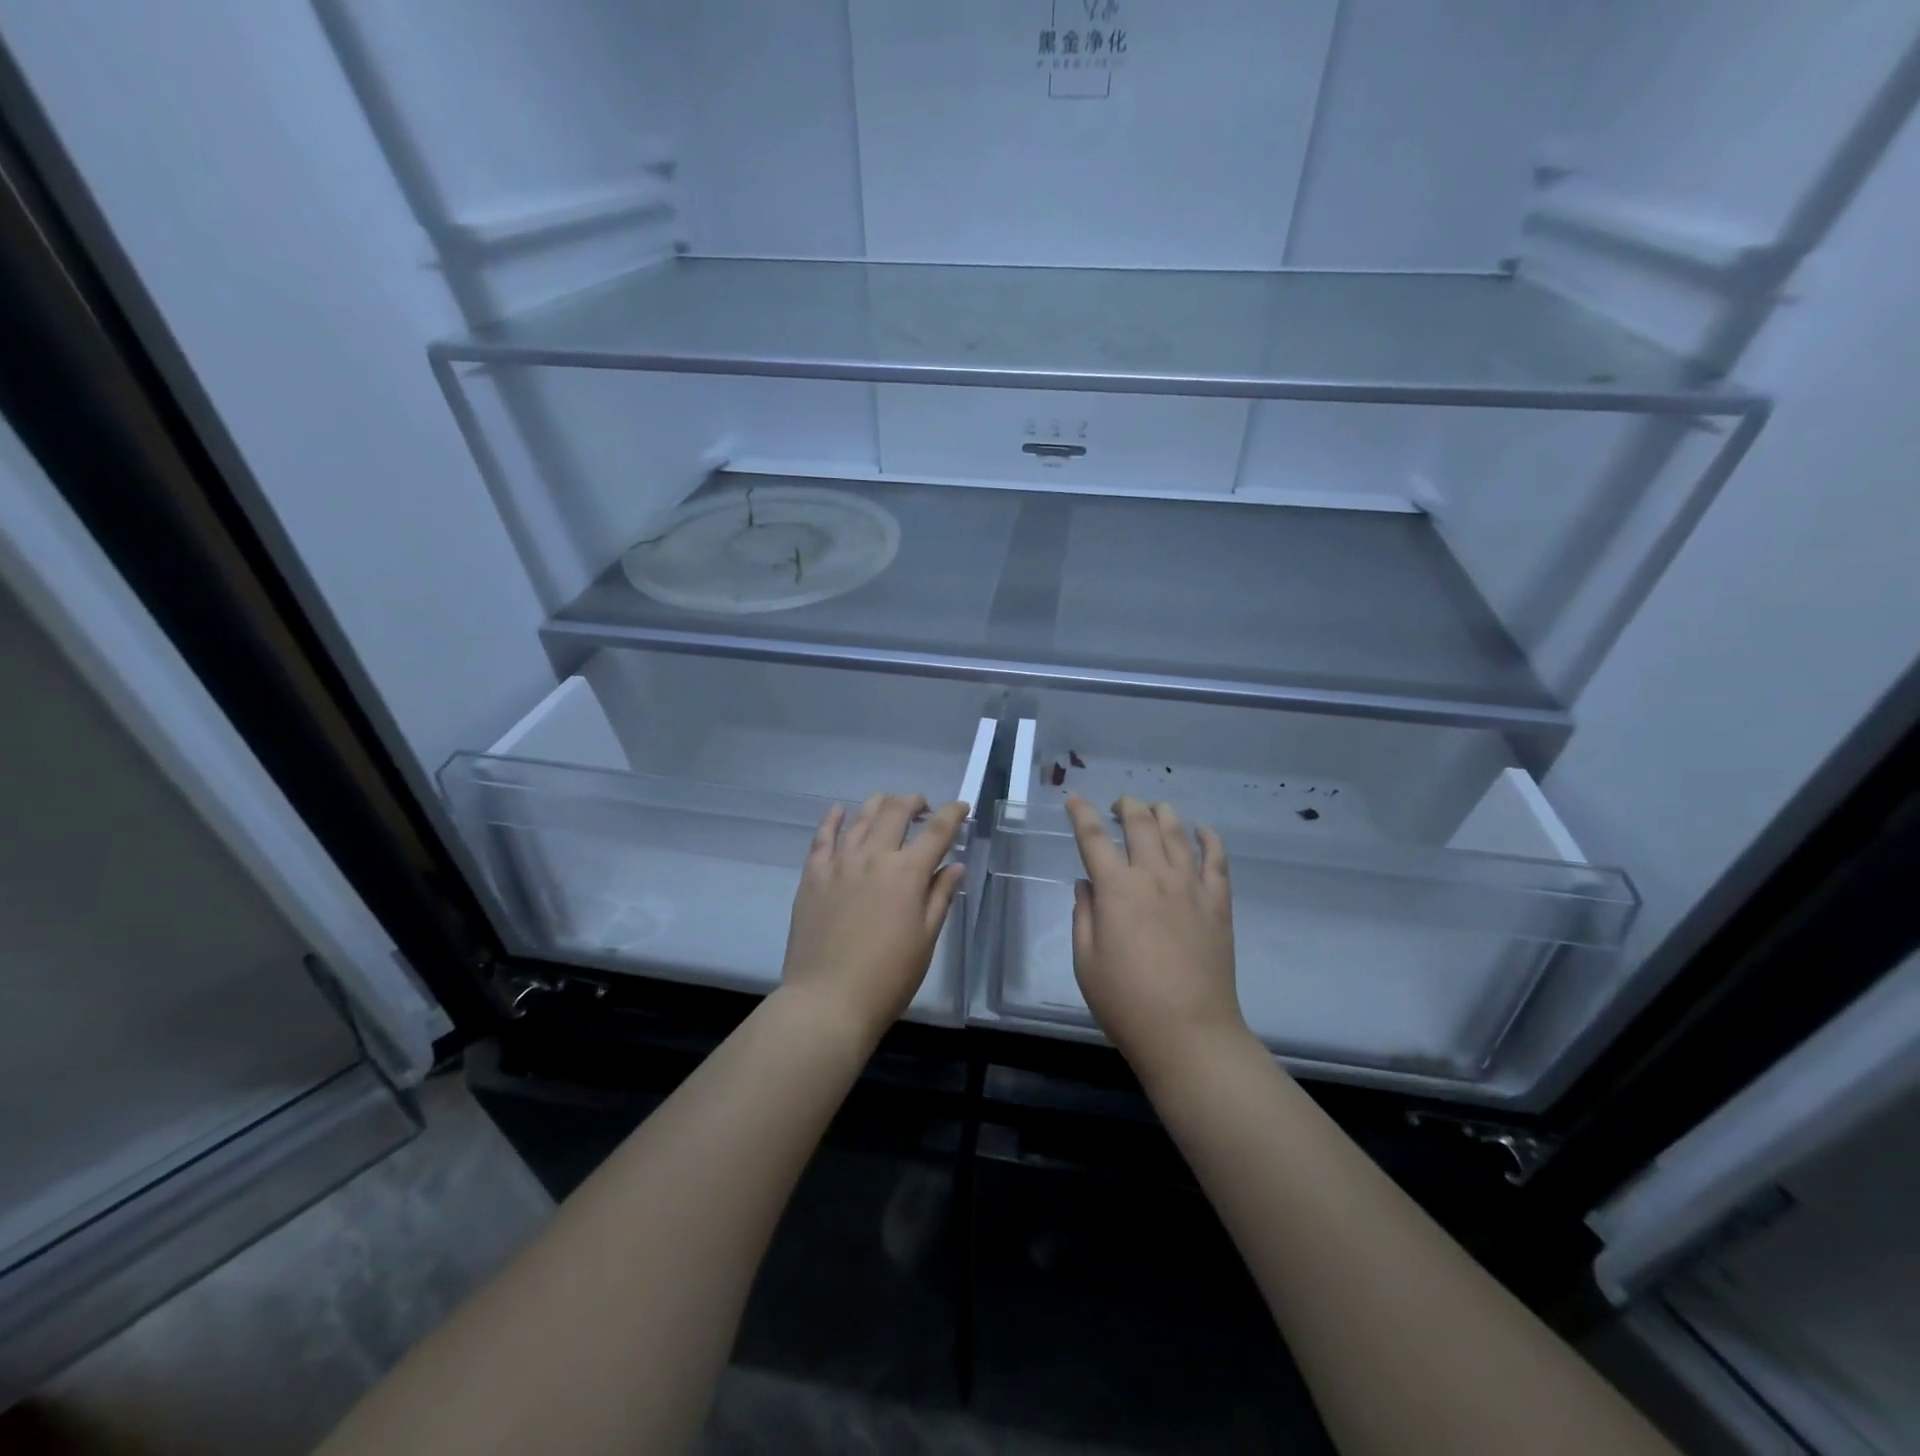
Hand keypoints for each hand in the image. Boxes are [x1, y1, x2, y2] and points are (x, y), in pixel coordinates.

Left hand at [780, 793, 968, 1044]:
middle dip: (915, 802)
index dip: (953, 814)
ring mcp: (839, 862)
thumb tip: (954, 865)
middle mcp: (874, 857)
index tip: (962, 807)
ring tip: (889, 806)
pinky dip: (834, 819)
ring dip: (880, 804)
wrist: (828, 1000)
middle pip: (896, 811)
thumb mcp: (925, 940)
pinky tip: (840, 811)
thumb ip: (940, 897)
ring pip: (861, 816)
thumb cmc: (888, 977)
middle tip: (924, 808)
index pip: (938, 831)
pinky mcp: (813, 875)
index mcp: (908, 873)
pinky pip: (823, 837)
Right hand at [1067, 795, 1246, 1079]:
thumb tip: (1087, 884)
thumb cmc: (1127, 1003)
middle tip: (1118, 805)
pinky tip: (1203, 831)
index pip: (1093, 838)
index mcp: (1116, 890)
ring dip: (1162, 813)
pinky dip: (1209, 838)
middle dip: (1126, 805)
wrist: (1190, 1033)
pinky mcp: (1218, 903)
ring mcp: (1191, 887)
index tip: (1073, 799)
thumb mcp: (1086, 962)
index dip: (1081, 814)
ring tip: (1154, 809)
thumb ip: (1084, 916)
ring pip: (1177, 832)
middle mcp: (1154, 877)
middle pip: (1140, 823)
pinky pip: (1217, 859)